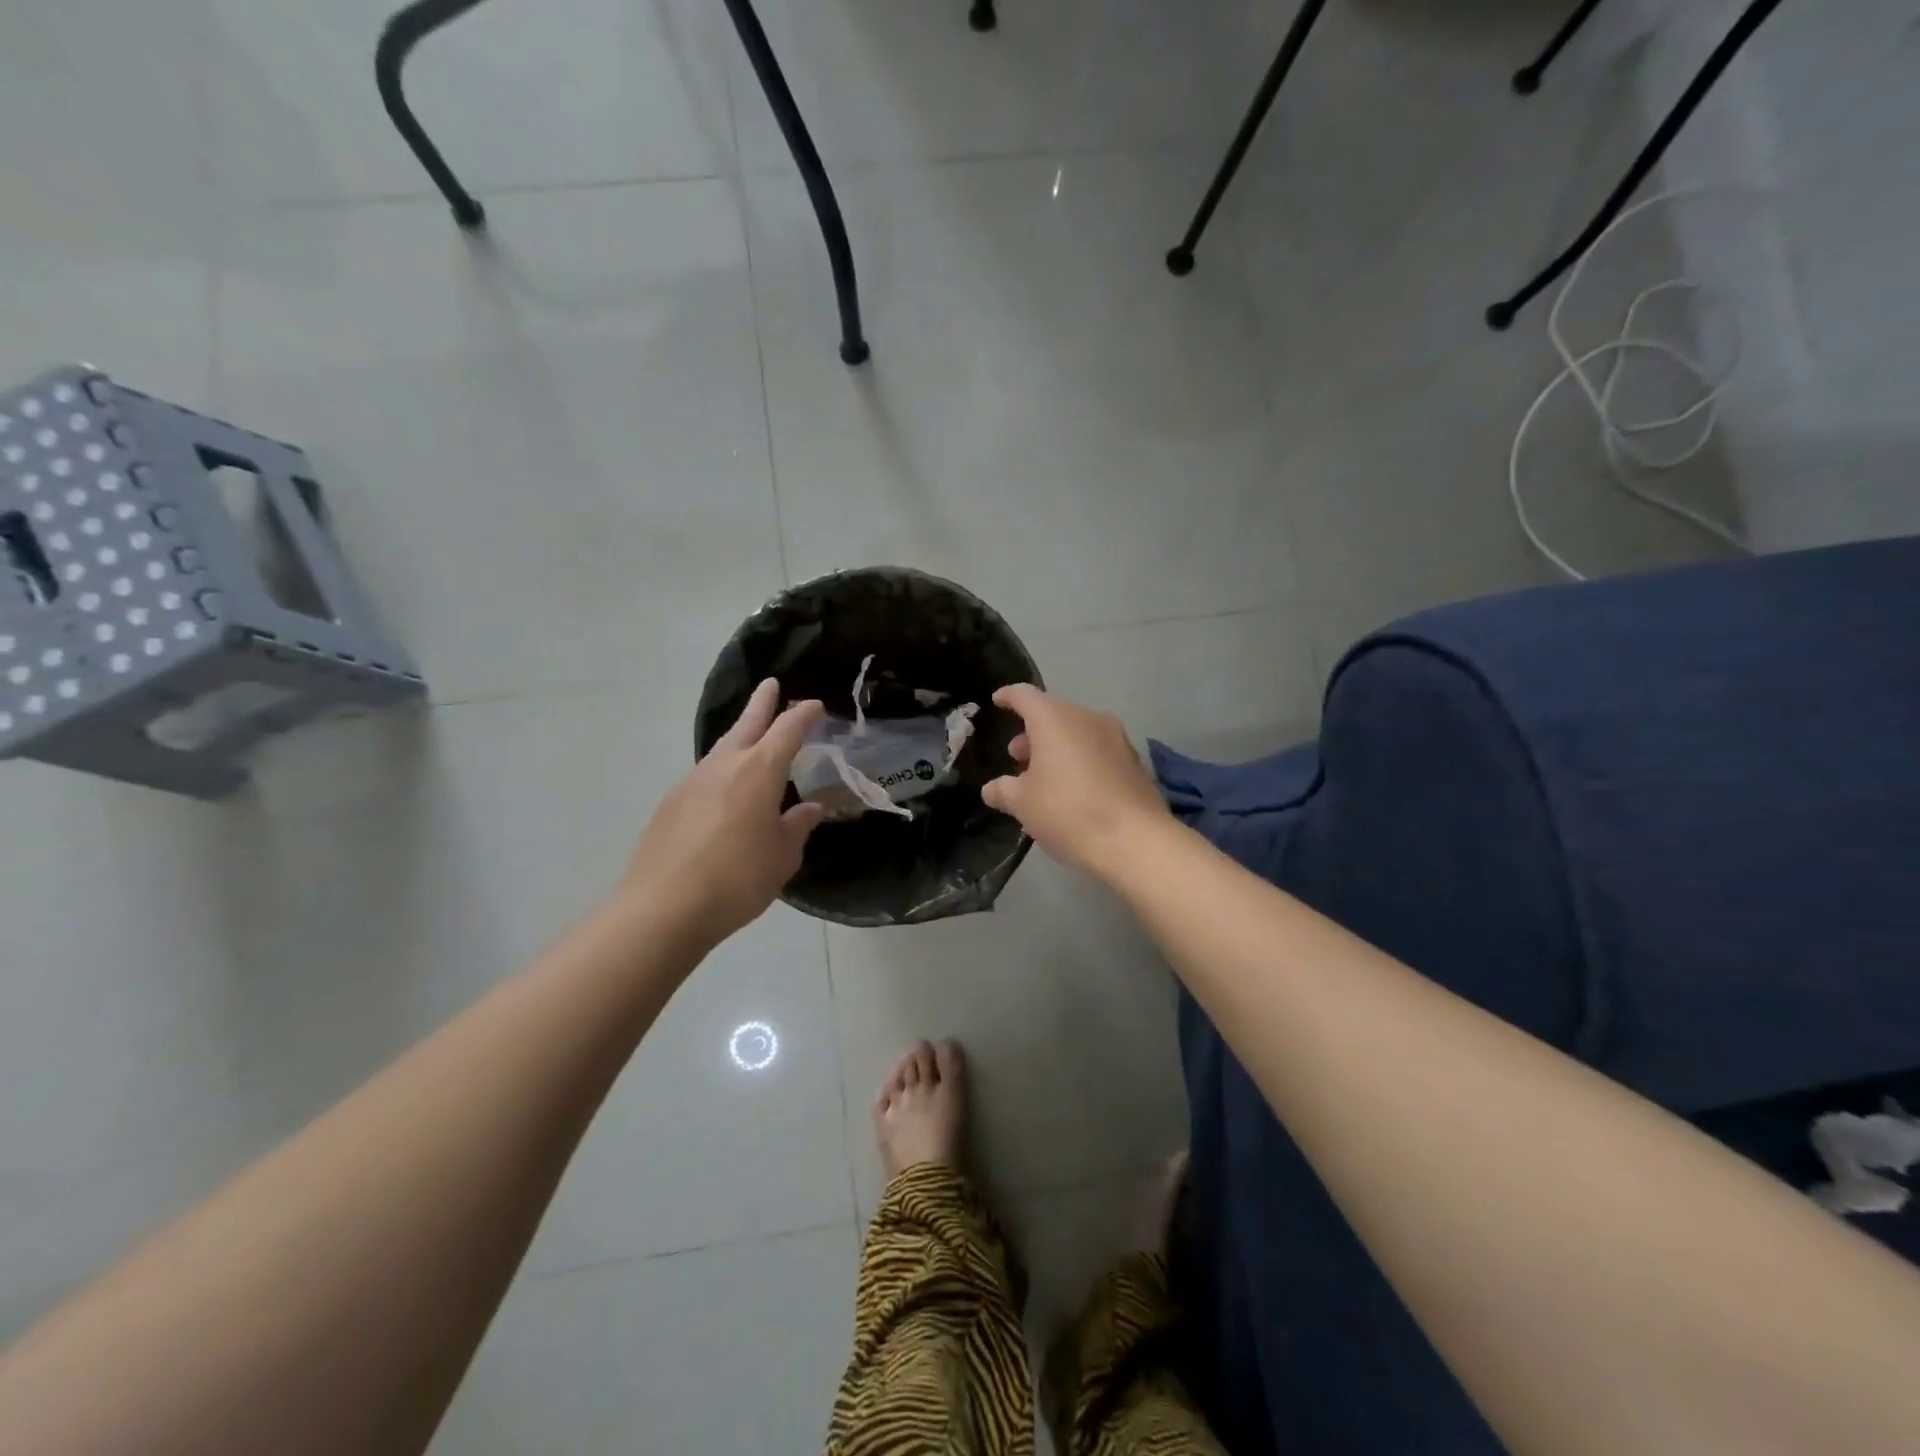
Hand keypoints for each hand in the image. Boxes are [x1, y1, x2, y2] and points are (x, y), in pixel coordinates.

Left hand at [624, 679, 825, 947]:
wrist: (663, 907)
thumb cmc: (737, 880)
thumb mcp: (782, 857)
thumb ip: (797, 827)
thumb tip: (811, 808)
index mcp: (759, 771)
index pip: (787, 730)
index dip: (803, 715)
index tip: (815, 706)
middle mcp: (725, 765)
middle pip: (747, 724)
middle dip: (762, 703)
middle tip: (770, 684)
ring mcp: (692, 781)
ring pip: (722, 747)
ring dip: (740, 736)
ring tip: (752, 738)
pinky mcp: (671, 802)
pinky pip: (705, 774)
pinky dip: (722, 770)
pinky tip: (725, 790)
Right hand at [980, 684, 1171, 877]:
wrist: (1136, 841)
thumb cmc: (1068, 812)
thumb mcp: (1023, 804)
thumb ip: (1003, 790)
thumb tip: (991, 789)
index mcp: (1055, 719)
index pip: (1025, 695)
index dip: (1008, 697)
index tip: (998, 701)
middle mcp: (1087, 718)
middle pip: (1053, 714)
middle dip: (1032, 733)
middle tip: (1017, 757)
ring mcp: (1116, 738)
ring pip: (1077, 733)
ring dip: (1057, 748)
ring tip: (1043, 777)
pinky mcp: (1134, 761)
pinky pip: (1098, 751)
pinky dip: (1080, 761)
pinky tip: (1072, 790)